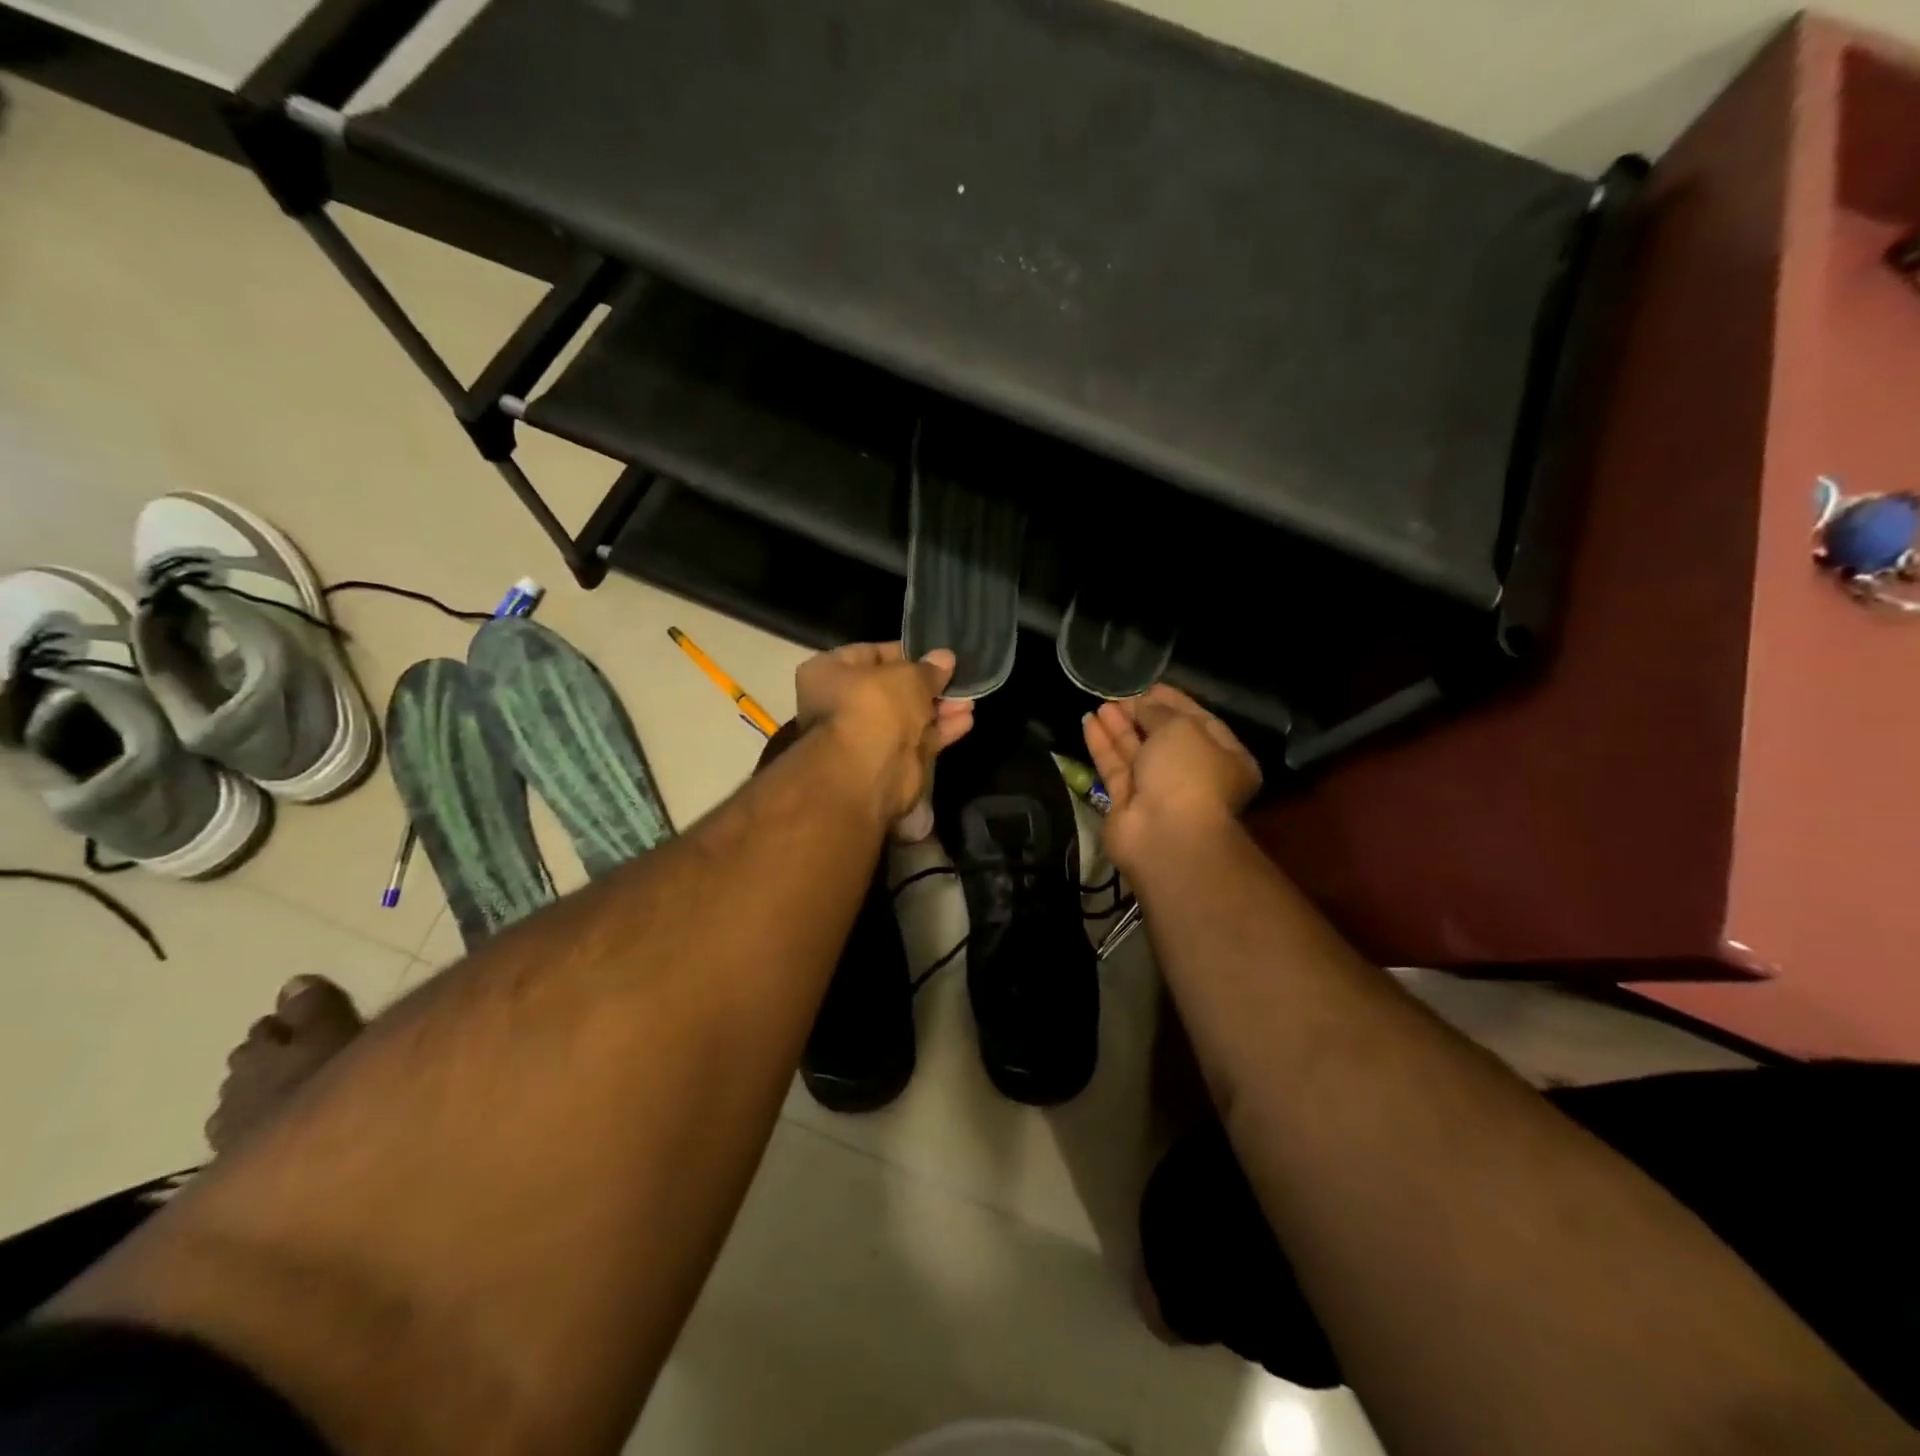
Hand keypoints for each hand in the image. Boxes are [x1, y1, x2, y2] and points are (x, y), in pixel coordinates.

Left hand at [796, 642, 974, 821]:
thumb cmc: (876, 706)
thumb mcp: (906, 676)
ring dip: (940, 708)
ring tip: (970, 698)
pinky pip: (919, 739)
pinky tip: (966, 720)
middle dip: (927, 685)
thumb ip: (928, 669)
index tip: (935, 654)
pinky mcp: (891, 761)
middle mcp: (843, 704)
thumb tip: (945, 658)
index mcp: (829, 674)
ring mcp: (867, 735)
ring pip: (909, 716)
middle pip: (892, 688)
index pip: (869, 654)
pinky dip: (941, 730)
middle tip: (958, 677)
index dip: (904, 653)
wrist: (870, 772)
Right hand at [1083, 684, 1260, 874]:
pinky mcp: (1128, 804)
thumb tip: (1141, 703)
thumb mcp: (1181, 728)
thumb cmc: (1188, 773)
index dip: (1173, 701)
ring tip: (1100, 704)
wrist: (1167, 834)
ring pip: (1136, 753)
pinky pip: (1115, 768)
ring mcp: (1159, 792)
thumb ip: (1158, 711)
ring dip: (1118, 728)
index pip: (1200, 720)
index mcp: (1225, 758)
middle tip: (1119, 695)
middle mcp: (1194, 775)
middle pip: (1164, 738)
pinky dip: (1102, 745)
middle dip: (1141, 715)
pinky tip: (1088, 721)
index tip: (1148, 684)